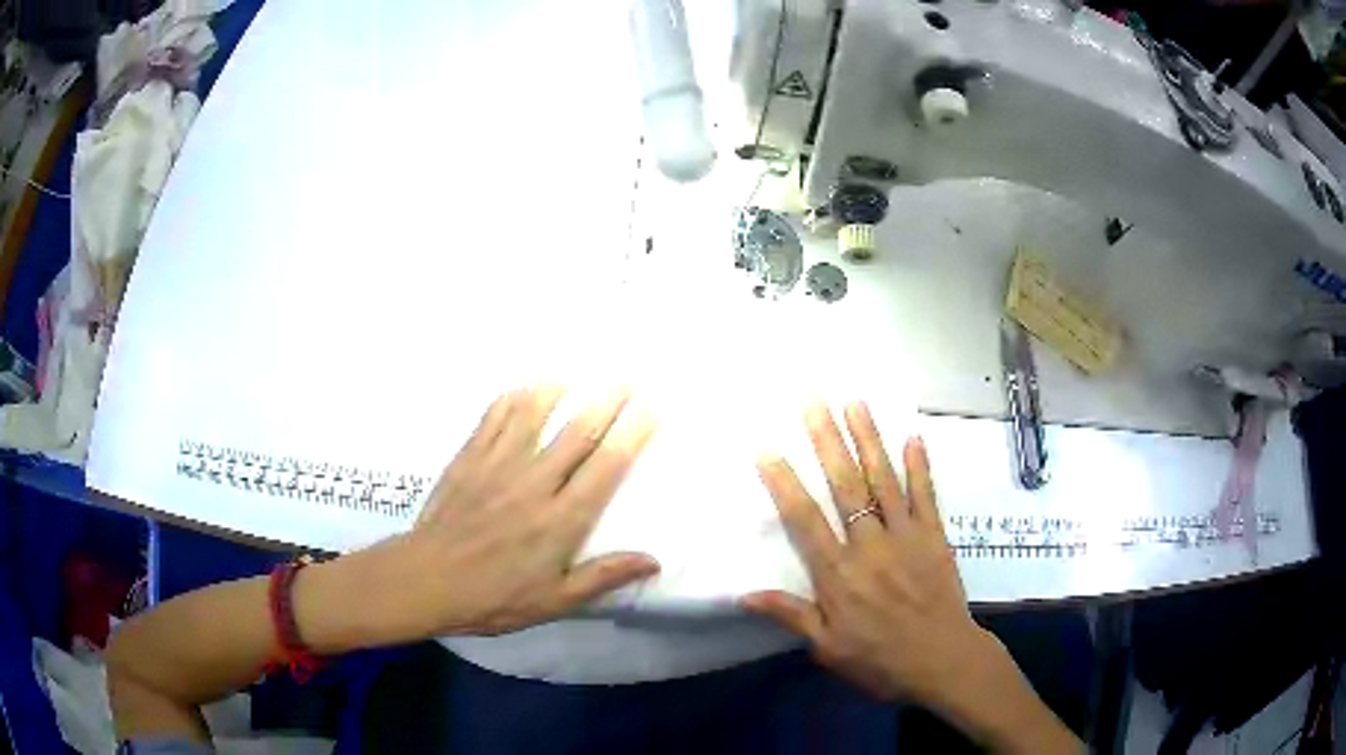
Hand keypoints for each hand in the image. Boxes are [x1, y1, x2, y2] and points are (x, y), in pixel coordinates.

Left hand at [301, 386, 659, 644]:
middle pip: (577, 432)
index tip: (652, 408)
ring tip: (575, 369)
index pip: (605, 468)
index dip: (632, 435)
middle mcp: (534, 484)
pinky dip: (509, 399)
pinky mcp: (468, 459)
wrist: (426, 582)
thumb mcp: (554, 602)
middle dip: (606, 400)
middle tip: (627, 375)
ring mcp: (497, 466)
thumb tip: (653, 559)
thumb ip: (603, 577)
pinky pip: (491, 419)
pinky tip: (520, 386)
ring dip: (557, 388)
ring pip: (532, 415)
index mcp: (560, 520)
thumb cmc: (494, 598)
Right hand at [743, 402, 1080, 752]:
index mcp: (838, 574)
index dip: (784, 483)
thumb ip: (791, 615)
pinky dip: (920, 465)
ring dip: (869, 439)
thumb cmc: (880, 659)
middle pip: (845, 486)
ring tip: (855, 403)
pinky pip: (926, 495)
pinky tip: (913, 435)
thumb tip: (745, 594)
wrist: (943, 661)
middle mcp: (870, 545)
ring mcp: (906, 536)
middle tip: (814, 402)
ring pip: (884, 480)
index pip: (805, 520)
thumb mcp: (827, 648)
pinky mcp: (934, 536)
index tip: (767, 449)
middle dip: (828, 442)